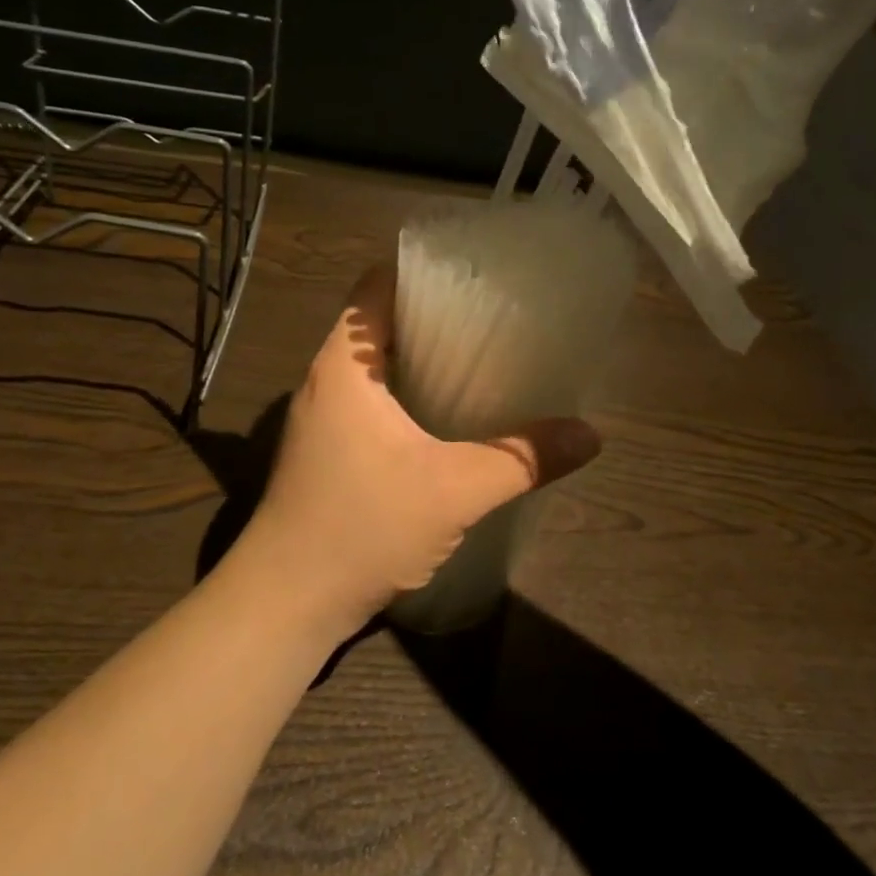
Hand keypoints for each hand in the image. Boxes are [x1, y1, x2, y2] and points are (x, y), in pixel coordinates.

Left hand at [228, 265, 602, 641]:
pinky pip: (370, 404)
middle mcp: (325, 381)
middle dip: (434, 317)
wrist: (285, 604)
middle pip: (379, 324)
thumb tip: (590, 435)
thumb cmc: (361, 528)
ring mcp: (320, 419)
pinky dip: (407, 398)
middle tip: (495, 318)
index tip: (476, 274)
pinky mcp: (325, 453)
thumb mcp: (455, 491)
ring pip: (375, 369)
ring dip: (420, 362)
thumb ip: (523, 458)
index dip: (423, 272)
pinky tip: (448, 419)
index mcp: (344, 366)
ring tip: (481, 362)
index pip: (376, 286)